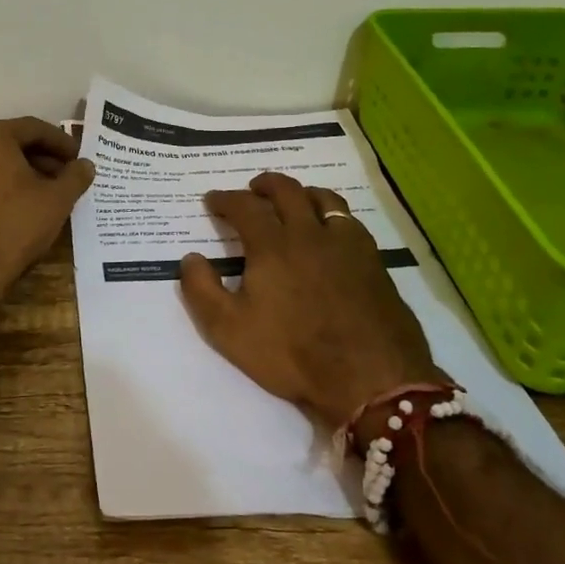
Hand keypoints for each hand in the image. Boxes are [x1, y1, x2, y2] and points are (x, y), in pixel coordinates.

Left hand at [0, 117, 95, 301]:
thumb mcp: (57, 201)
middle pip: (6, 144)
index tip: (76, 159)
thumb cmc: (14, 229)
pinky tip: (0, 213)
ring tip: (32, 197)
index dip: (60, 143)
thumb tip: (85, 165)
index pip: (33, 128)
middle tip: (59, 179)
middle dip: (36, 159)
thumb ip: (75, 176)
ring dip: (10, 175)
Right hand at [178, 173, 439, 426]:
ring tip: (295, 201)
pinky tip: (332, 233)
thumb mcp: (229, 330)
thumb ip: (202, 290)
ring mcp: (347, 245)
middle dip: (265, 184)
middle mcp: (310, 233)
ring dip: (302, 193)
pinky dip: (333, 216)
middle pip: (287, 190)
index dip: (225, 199)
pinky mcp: (374, 262)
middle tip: (253, 189)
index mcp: (273, 246)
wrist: (370, 379)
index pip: (244, 207)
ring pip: (325, 199)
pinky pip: (351, 222)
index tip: (213, 200)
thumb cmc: (292, 354)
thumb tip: (190, 258)